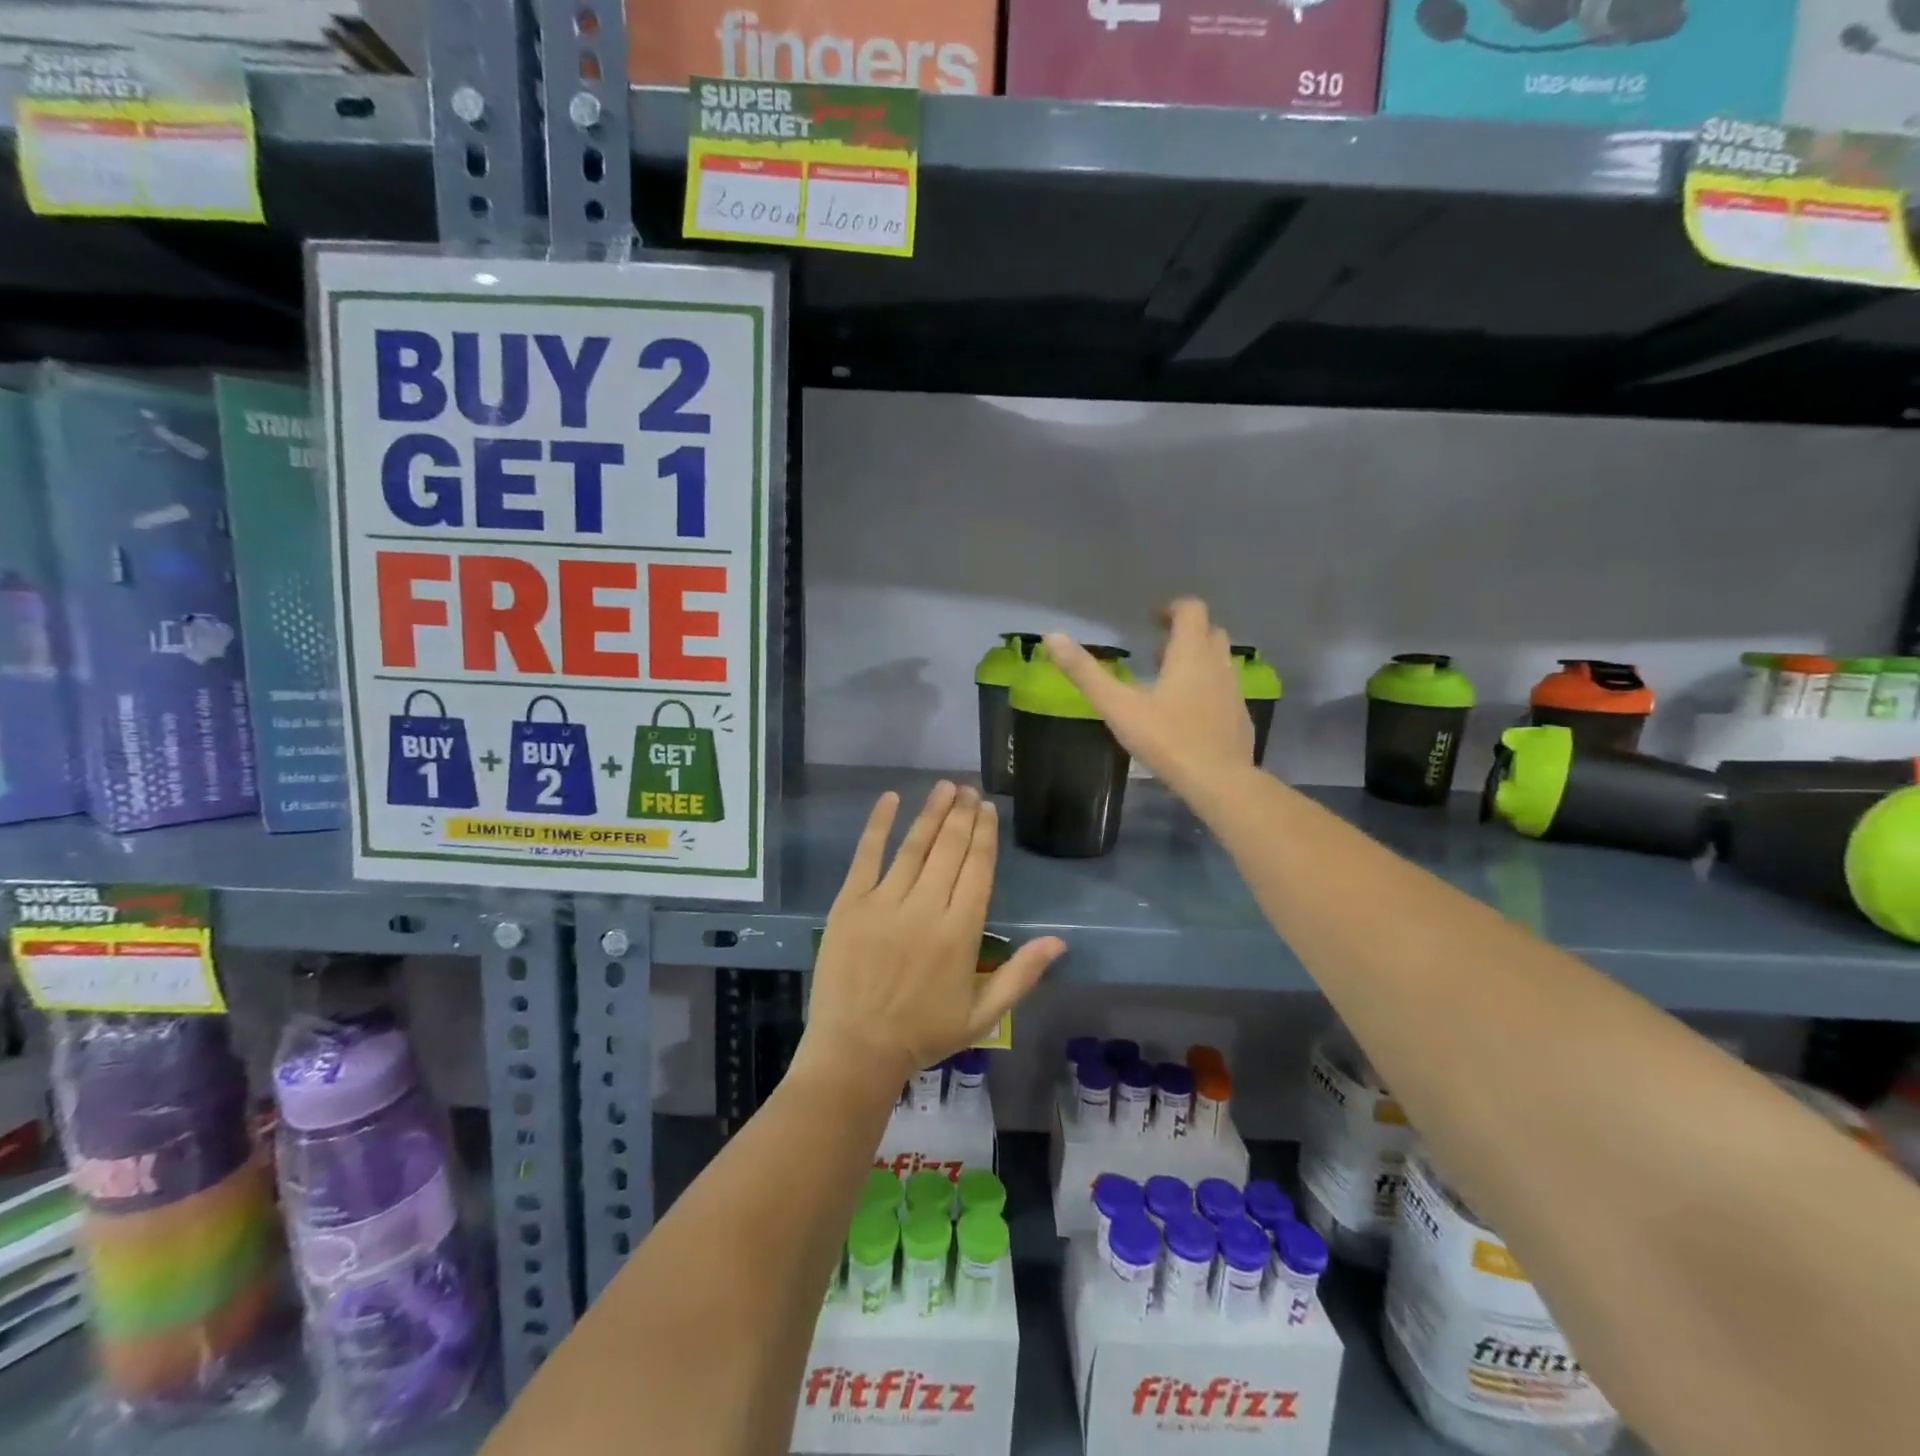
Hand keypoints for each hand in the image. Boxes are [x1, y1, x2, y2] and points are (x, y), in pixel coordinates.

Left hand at [796, 782, 1064, 1092]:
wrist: (856, 1051)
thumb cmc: (923, 1034)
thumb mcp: (982, 1015)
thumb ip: (1021, 975)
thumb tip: (1060, 942)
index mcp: (960, 932)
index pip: (978, 870)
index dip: (984, 835)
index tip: (987, 809)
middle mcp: (926, 909)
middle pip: (950, 850)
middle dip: (962, 815)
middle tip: (969, 790)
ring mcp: (885, 903)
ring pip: (914, 847)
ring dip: (932, 812)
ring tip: (944, 787)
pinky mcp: (851, 904)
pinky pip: (866, 856)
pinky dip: (878, 825)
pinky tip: (890, 798)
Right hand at [1044, 598, 1253, 801]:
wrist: (1220, 781)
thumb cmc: (1167, 739)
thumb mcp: (1118, 707)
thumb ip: (1085, 673)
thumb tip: (1051, 637)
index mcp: (1190, 654)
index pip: (1191, 610)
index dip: (1171, 609)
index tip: (1150, 621)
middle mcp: (1217, 664)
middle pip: (1208, 631)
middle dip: (1183, 634)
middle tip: (1156, 652)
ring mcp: (1233, 691)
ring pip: (1218, 661)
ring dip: (1196, 660)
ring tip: (1168, 681)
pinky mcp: (1240, 716)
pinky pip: (1224, 689)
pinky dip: (1207, 688)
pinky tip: (1188, 714)